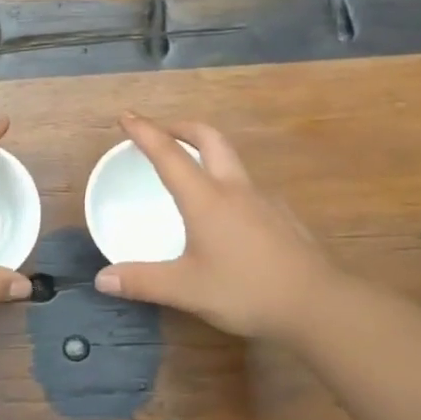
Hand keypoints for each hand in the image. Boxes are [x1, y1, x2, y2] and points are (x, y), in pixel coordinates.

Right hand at [93, 113, 344, 340]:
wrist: (318, 304)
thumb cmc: (246, 290)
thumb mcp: (186, 289)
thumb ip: (142, 282)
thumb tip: (102, 279)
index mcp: (205, 198)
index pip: (168, 153)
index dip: (145, 131)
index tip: (126, 115)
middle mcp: (234, 188)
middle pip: (208, 138)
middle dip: (181, 127)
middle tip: (161, 132)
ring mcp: (263, 199)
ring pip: (231, 159)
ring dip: (206, 151)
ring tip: (190, 169)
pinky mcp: (281, 216)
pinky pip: (247, 185)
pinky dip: (226, 181)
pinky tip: (226, 211)